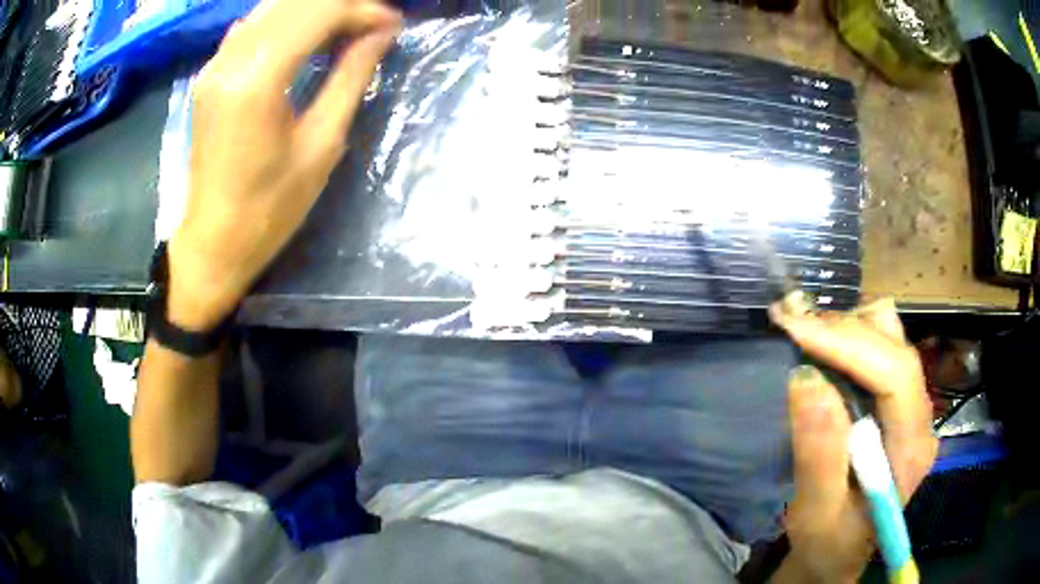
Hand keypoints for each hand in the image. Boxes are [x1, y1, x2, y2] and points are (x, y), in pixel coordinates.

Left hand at [167, 0, 401, 330]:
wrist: (214, 241)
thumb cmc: (271, 207)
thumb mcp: (322, 144)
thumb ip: (350, 76)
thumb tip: (382, 33)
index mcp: (258, 79)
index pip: (318, 12)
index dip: (362, 10)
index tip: (393, 24)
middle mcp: (231, 59)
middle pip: (294, 2)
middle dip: (342, 5)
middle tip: (375, 24)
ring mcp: (215, 64)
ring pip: (273, 7)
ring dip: (315, 9)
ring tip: (349, 27)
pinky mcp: (211, 74)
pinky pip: (254, 25)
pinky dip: (287, 20)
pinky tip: (308, 35)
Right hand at [769, 298, 936, 582]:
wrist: (839, 553)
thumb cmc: (828, 544)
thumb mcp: (816, 515)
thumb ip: (818, 455)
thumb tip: (805, 378)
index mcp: (912, 448)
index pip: (896, 373)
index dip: (849, 342)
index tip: (794, 328)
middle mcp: (920, 416)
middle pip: (894, 345)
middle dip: (841, 328)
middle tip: (786, 322)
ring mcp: (910, 405)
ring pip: (889, 336)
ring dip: (845, 328)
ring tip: (803, 333)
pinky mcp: (895, 401)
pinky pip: (878, 348)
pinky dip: (846, 337)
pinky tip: (820, 348)